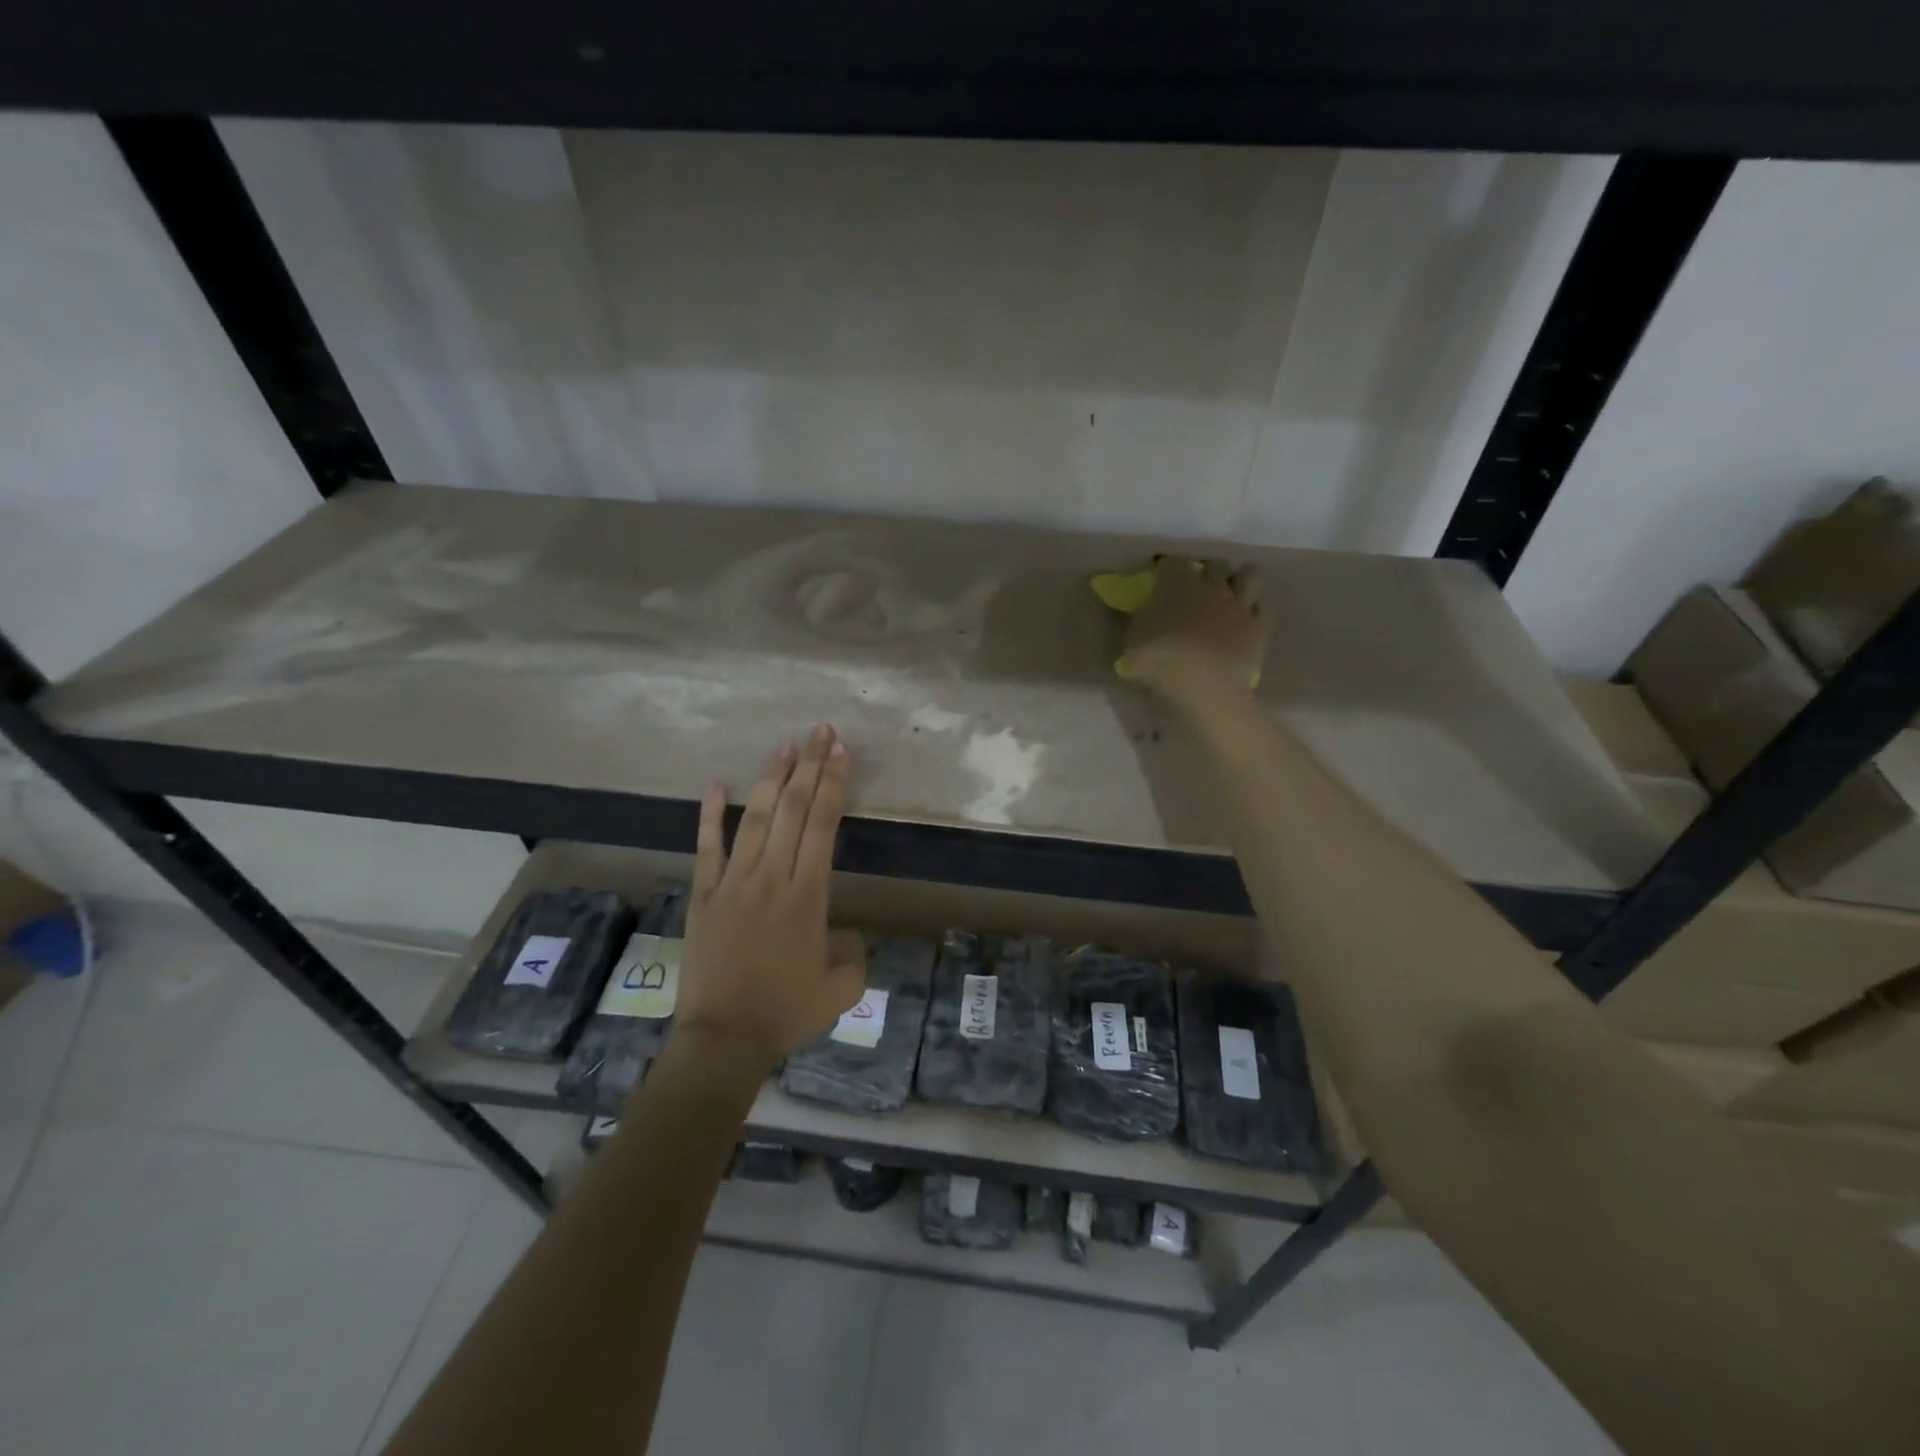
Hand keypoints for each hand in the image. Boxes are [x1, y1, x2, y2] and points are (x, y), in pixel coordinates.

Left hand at [675, 725, 864, 1068]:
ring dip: (770, 779)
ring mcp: (733, 882)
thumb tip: (844, 932)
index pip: (822, 824)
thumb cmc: (787, 1012)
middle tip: (820, 731)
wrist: (724, 1038)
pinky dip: (710, 814)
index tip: (840, 751)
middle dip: (809, 766)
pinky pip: (707, 847)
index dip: (832, 784)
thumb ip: (855, 952)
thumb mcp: (843, 988)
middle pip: (792, 809)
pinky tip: (715, 784)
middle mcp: (771, 876)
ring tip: (784, 747)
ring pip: (754, 818)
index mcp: (807, 894)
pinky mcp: (704, 895)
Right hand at [1121, 558, 1264, 705]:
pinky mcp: (1258, 628)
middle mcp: (1211, 587)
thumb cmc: (1159, 661)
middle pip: (1215, 564)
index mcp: (1177, 585)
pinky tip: (1245, 621)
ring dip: (1240, 580)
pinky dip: (1254, 611)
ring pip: (1250, 575)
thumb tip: (1135, 615)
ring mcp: (1239, 606)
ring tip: (1231, 593)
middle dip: (1207, 571)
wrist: (1204, 686)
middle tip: (1199, 586)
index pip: (1172, 563)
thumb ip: (1136, 623)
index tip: (1161, 578)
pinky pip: (1262, 609)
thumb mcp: (1131, 643)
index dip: (1167, 569)